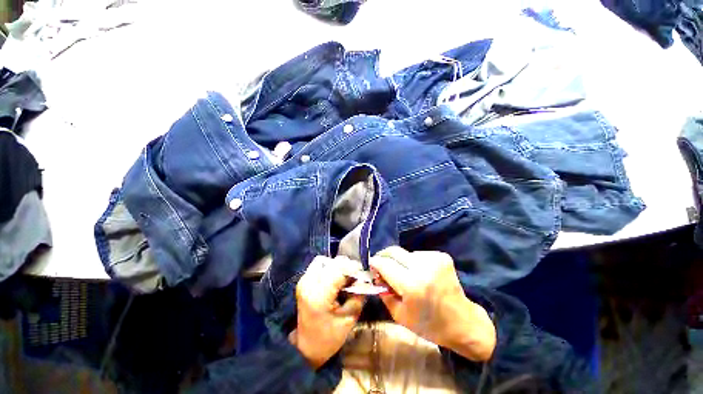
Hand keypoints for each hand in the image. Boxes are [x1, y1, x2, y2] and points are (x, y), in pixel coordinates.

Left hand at [291, 256, 365, 368]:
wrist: (306, 347)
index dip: (353, 269)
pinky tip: (335, 279)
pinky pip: (319, 265)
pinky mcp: (303, 280)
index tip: (363, 273)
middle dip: (346, 267)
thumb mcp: (349, 319)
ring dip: (337, 266)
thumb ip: (358, 295)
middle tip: (355, 276)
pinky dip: (329, 268)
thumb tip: (364, 278)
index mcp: (319, 295)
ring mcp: (304, 280)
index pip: (339, 270)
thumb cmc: (329, 337)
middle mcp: (309, 283)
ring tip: (345, 278)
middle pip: (331, 263)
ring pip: (325, 261)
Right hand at [370, 246, 495, 360]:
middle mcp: (423, 267)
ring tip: (404, 273)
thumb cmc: (429, 324)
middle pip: (394, 251)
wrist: (463, 322)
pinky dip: (414, 262)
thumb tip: (375, 275)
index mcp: (411, 285)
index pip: (384, 264)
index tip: (370, 264)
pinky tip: (420, 273)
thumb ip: (384, 293)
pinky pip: (418, 254)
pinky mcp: (442, 257)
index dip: (375, 263)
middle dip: (384, 256)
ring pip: (405, 253)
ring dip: (400, 261)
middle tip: (381, 265)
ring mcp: (434, 259)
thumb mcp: (399, 315)